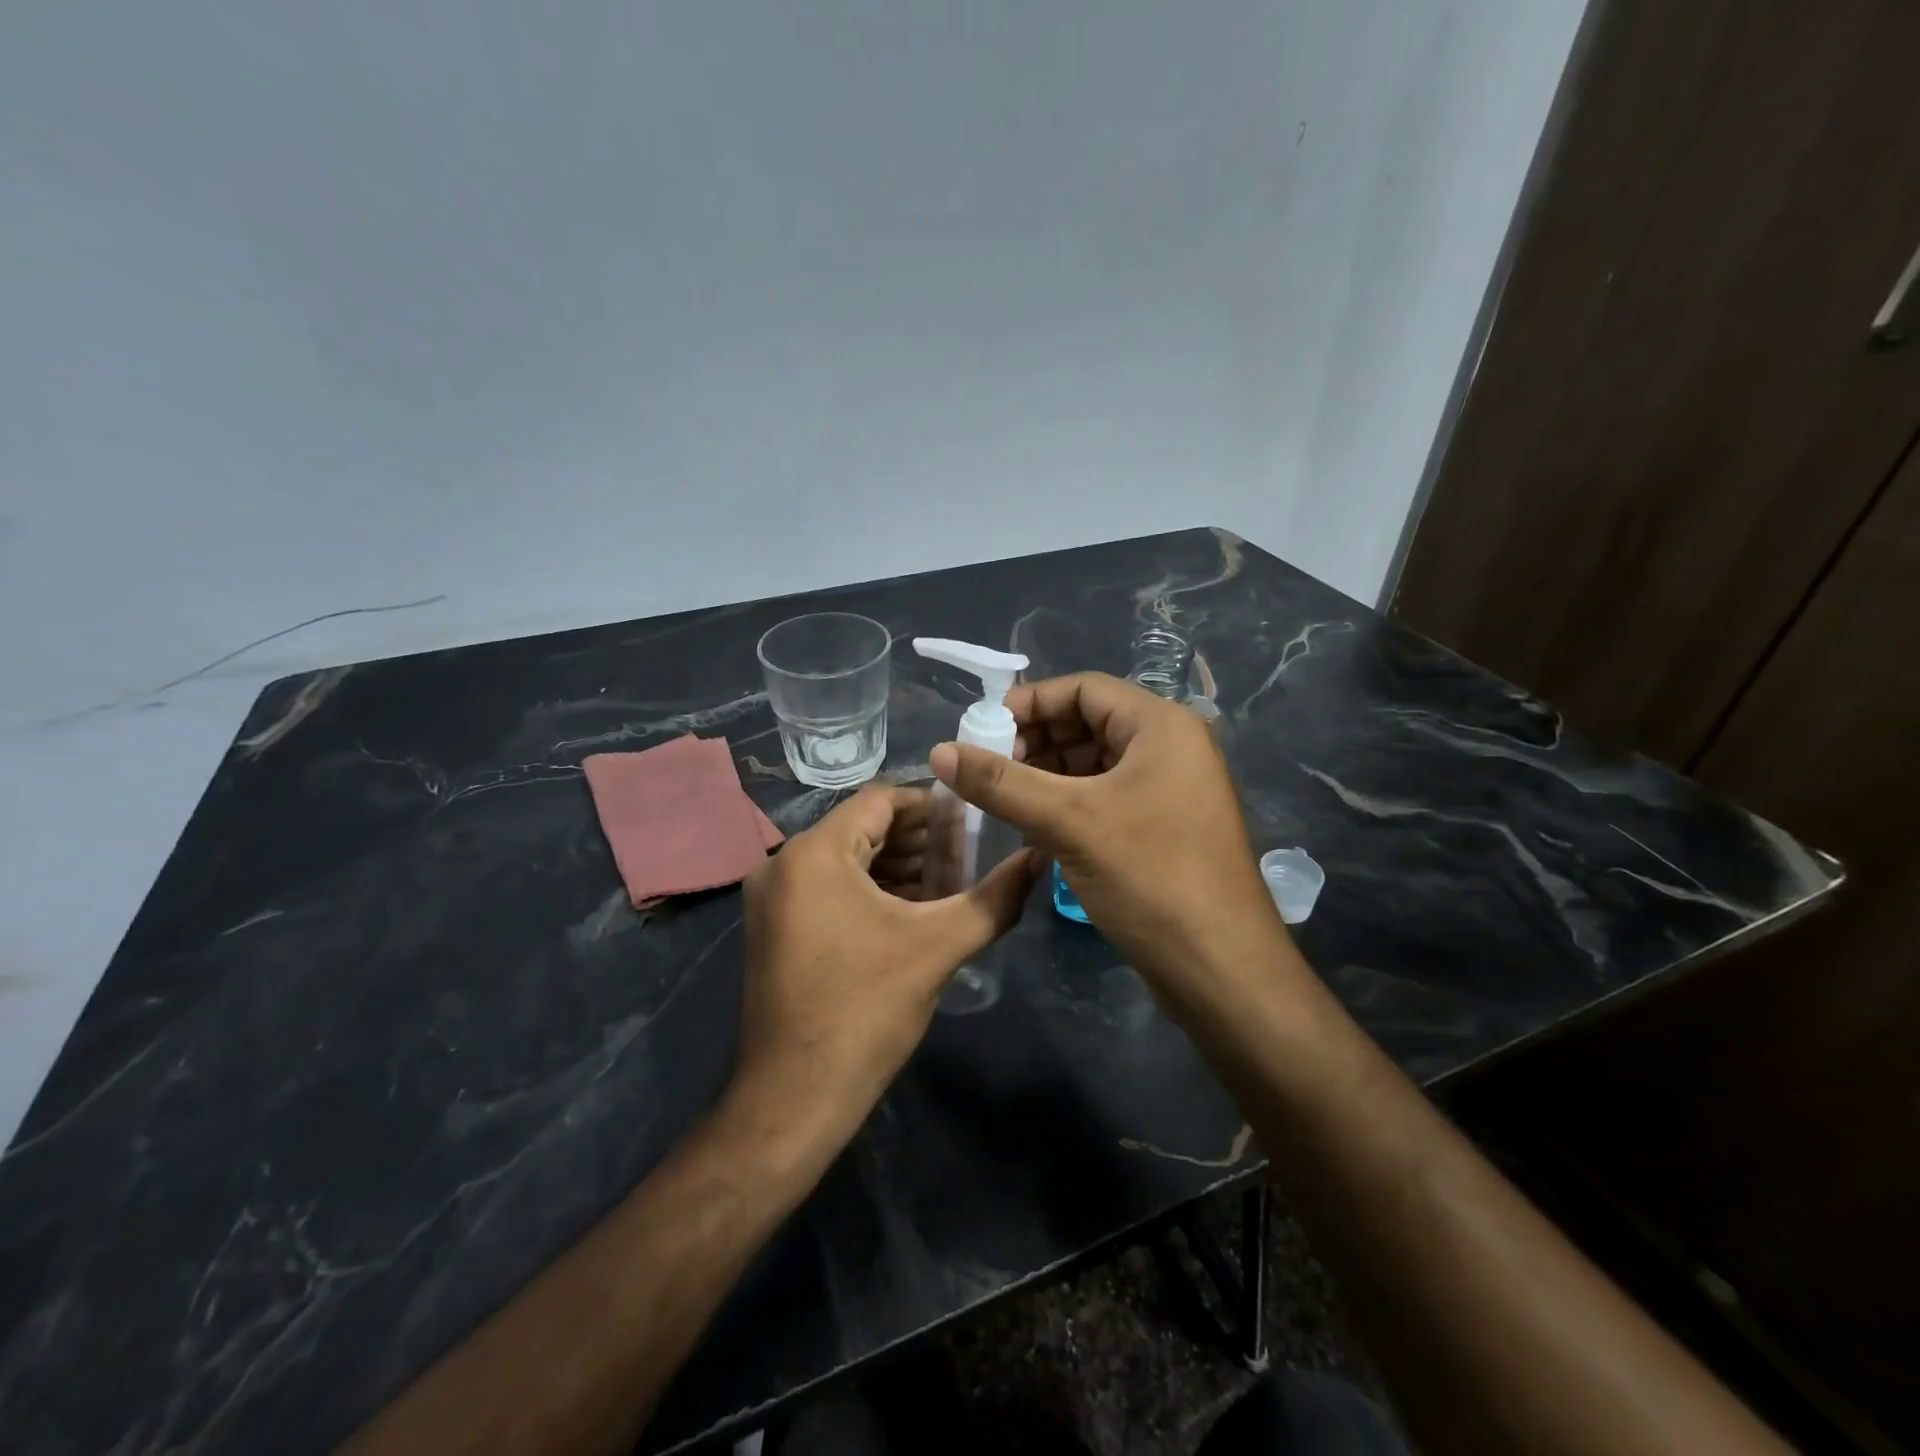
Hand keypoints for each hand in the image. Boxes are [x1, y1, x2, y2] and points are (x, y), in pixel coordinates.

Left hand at [730, 785, 1040, 1140]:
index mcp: (813, 853)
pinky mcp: (775, 930)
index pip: (880, 800)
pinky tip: (913, 911)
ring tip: (951, 881)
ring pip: (846, 861)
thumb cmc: (865, 1010)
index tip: (972, 819)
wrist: (794, 1098)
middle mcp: (783, 865)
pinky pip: (829, 890)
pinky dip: (871, 891)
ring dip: (898, 867)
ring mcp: (773, 900)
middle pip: (862, 829)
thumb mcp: (938, 947)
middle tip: (970, 852)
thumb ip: (995, 898)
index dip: (931, 805)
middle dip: (918, 839)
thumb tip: (1039, 858)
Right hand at [928, 673, 1288, 999]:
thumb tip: (938, 751)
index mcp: (1160, 726)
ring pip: (1094, 765)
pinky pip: (1105, 798)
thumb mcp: (1068, 822)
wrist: (1220, 968)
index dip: (1030, 703)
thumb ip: (1001, 784)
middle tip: (987, 769)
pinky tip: (1032, 828)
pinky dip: (1067, 804)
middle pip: (1088, 724)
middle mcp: (1169, 748)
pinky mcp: (1162, 827)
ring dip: (1046, 776)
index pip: (1084, 689)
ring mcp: (1169, 790)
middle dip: (1035, 742)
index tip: (982, 729)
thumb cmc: (1150, 876)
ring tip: (1002, 800)